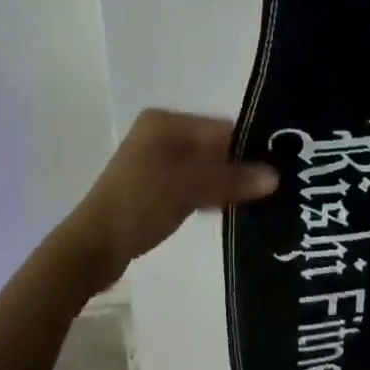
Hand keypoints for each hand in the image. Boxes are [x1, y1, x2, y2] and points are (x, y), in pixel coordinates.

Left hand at [56, 109, 276, 292]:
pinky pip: (190, 184)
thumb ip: (232, 179)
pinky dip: (208, 194)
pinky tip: (229, 210)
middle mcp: (159, 134)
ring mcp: (153, 162)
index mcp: (164, 122)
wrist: (92, 247)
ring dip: (224, 183)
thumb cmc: (139, 204)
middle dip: (238, 166)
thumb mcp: (189, 188)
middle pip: (211, 146)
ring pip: (202, 167)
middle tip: (274, 187)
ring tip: (258, 200)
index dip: (247, 146)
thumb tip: (276, 176)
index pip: (218, 127)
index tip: (278, 168)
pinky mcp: (152, 188)